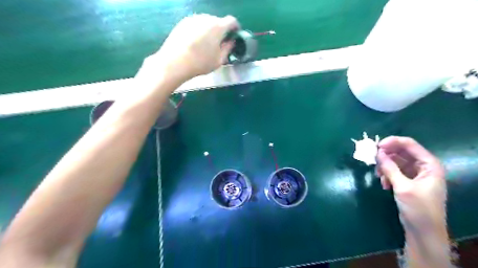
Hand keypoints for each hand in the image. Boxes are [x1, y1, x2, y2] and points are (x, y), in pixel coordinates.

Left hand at [138, 13, 238, 83]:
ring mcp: (193, 19)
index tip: (235, 34)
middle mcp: (206, 18)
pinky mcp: (183, 22)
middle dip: (221, 30)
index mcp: (218, 27)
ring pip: (206, 22)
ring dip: (210, 30)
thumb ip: (228, 49)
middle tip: (220, 42)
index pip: (231, 21)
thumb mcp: (219, 60)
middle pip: (218, 21)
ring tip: (207, 43)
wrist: (176, 62)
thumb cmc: (201, 63)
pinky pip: (196, 24)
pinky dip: (199, 30)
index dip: (235, 27)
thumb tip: (231, 41)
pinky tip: (196, 42)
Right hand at [375, 136, 446, 232]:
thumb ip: (390, 168)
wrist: (423, 231)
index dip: (392, 142)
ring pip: (395, 161)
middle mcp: (423, 166)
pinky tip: (384, 184)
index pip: (410, 145)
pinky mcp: (407, 181)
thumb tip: (377, 152)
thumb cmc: (418, 208)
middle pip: (401, 152)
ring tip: (379, 176)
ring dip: (385, 166)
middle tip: (372, 159)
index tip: (376, 146)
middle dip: (386, 155)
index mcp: (429, 165)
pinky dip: (387, 174)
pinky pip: (394, 171)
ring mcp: (415, 174)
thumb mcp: (402, 187)